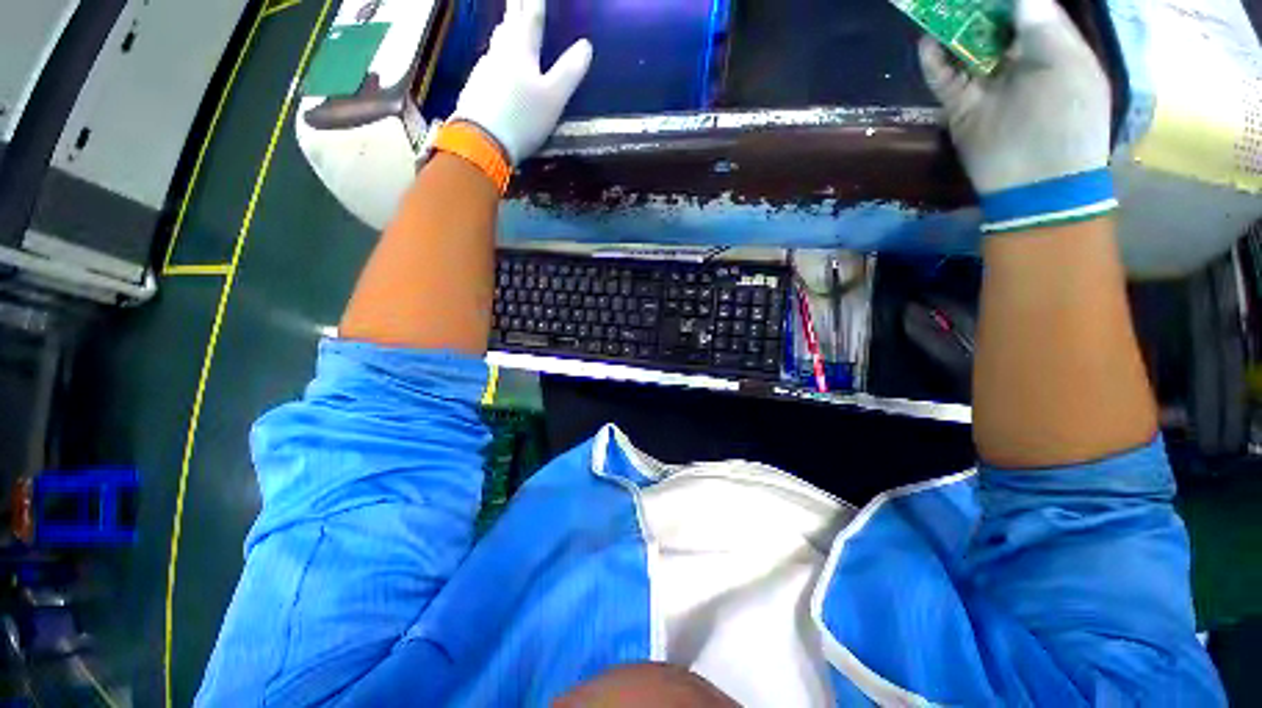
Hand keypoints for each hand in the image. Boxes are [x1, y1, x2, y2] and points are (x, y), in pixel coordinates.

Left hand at [451, 0, 592, 165]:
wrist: (482, 142)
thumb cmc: (522, 118)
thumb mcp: (553, 98)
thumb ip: (570, 72)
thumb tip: (586, 45)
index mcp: (520, 50)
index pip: (531, 17)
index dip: (536, 2)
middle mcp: (500, 53)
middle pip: (509, 24)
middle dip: (516, 8)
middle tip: (518, 0)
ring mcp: (484, 69)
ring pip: (497, 42)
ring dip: (505, 29)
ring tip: (509, 24)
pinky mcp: (475, 87)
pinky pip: (489, 62)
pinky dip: (497, 55)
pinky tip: (497, 63)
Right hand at [919, 0, 1115, 233]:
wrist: (1037, 182)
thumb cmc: (1067, 120)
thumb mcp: (1068, 65)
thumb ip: (1044, 26)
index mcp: (1051, 47)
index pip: (1027, 9)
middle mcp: (1017, 60)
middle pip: (992, 23)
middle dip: (976, 8)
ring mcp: (987, 85)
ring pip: (965, 47)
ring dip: (951, 28)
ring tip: (936, 8)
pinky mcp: (962, 107)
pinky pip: (945, 79)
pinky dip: (934, 62)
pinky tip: (926, 43)